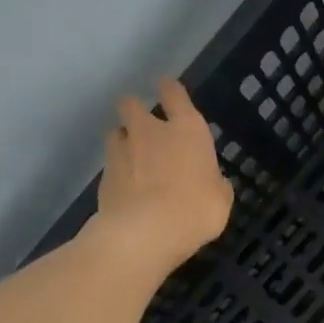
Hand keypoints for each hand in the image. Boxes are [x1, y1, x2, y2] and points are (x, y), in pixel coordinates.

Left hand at [90, 79, 233, 275]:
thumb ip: (214, 183)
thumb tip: (211, 181)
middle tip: (145, 129)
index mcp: (186, 130)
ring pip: (116, 132)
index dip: (170, 90)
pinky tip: (126, 190)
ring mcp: (121, 151)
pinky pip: (110, 165)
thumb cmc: (195, 210)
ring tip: (132, 160)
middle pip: (132, 104)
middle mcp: (150, 131)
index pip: (173, 93)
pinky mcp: (103, 176)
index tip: (168, 91)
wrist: (145, 232)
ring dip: (123, 141)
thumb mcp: (221, 200)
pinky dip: (117, 173)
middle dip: (136, 111)